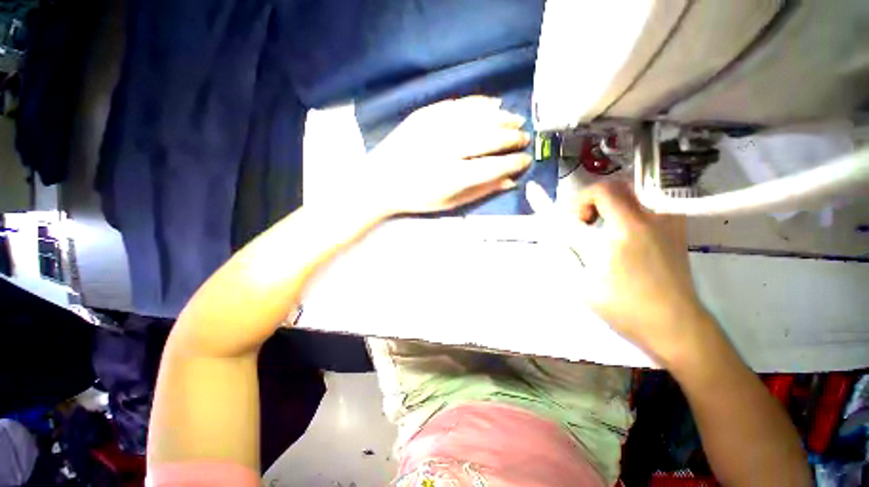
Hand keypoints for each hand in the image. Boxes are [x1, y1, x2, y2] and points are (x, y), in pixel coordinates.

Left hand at [361, 96, 531, 214]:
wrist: (380, 181)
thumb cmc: (416, 198)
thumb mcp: (449, 203)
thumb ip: (480, 192)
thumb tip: (510, 181)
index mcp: (451, 177)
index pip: (493, 167)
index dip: (514, 163)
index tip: (526, 161)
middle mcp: (445, 150)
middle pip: (489, 138)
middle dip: (512, 138)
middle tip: (524, 139)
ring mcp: (433, 128)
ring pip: (477, 118)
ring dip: (501, 118)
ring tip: (516, 120)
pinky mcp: (424, 115)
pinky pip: (458, 104)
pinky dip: (479, 104)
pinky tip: (493, 105)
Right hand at [567, 182, 714, 363]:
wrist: (675, 326)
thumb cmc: (627, 307)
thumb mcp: (583, 283)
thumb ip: (565, 255)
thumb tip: (554, 238)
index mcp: (628, 229)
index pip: (602, 190)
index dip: (580, 200)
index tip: (575, 223)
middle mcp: (652, 219)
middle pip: (619, 186)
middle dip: (594, 199)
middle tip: (586, 222)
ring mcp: (669, 225)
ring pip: (636, 194)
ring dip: (612, 203)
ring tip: (603, 227)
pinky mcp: (677, 233)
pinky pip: (651, 206)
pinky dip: (631, 210)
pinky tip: (625, 233)